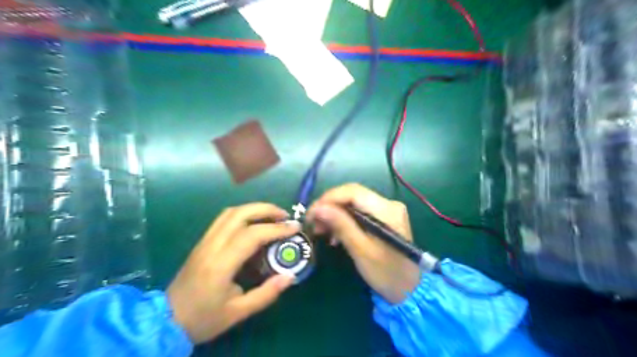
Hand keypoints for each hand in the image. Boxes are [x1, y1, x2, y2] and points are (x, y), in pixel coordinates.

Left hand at [168, 205, 299, 343]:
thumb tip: (290, 277)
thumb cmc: (203, 318)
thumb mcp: (238, 313)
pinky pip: (224, 218)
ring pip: (230, 212)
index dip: (276, 229)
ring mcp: (204, 241)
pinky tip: (254, 222)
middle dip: (266, 209)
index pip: (251, 235)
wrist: (165, 320)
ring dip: (254, 208)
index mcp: (220, 265)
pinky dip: (243, 213)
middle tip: (285, 216)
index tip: (294, 228)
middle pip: (239, 214)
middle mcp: (211, 246)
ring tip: (272, 216)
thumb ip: (266, 294)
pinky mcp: (202, 241)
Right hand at [308, 184, 421, 304]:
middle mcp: (389, 203)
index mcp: (387, 210)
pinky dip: (344, 219)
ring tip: (321, 230)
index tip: (311, 213)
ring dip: (335, 213)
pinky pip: (359, 211)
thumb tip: (318, 208)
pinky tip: (335, 233)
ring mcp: (387, 210)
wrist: (409, 290)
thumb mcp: (361, 250)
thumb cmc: (386, 273)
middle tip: (313, 223)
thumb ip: (341, 225)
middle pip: (352, 195)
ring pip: (353, 202)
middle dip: (330, 206)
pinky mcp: (384, 217)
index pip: (353, 192)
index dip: (328, 199)